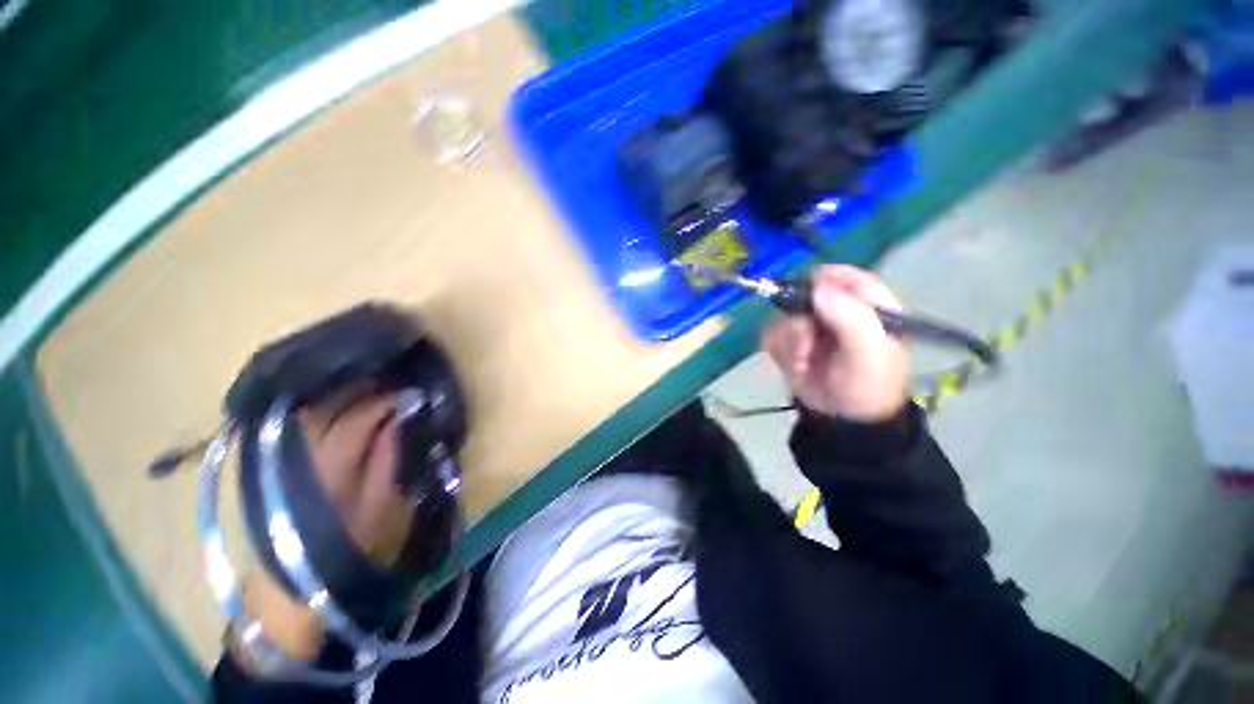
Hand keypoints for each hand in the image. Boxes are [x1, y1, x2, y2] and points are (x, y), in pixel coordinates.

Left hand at [240, 390, 414, 660]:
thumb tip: (398, 421)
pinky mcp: (278, 465)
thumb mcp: (381, 509)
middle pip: (328, 408)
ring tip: (368, 386)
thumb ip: (387, 460)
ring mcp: (285, 459)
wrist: (296, 586)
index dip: (385, 401)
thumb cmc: (348, 550)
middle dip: (362, 389)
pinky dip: (320, 410)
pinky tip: (337, 404)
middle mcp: (302, 455)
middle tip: (391, 381)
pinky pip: (300, 426)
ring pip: (310, 413)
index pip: (358, 419)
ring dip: (339, 396)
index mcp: (330, 467)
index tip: (410, 393)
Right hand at [763, 265, 908, 421]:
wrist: (839, 422)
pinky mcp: (792, 342)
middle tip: (804, 346)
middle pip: (806, 295)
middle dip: (799, 322)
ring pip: (784, 316)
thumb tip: (817, 287)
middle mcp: (838, 312)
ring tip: (802, 364)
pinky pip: (773, 334)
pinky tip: (794, 367)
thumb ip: (849, 317)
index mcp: (869, 307)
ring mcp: (812, 327)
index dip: (824, 281)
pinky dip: (779, 351)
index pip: (846, 277)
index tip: (807, 298)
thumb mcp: (868, 353)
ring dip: (789, 342)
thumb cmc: (864, 387)